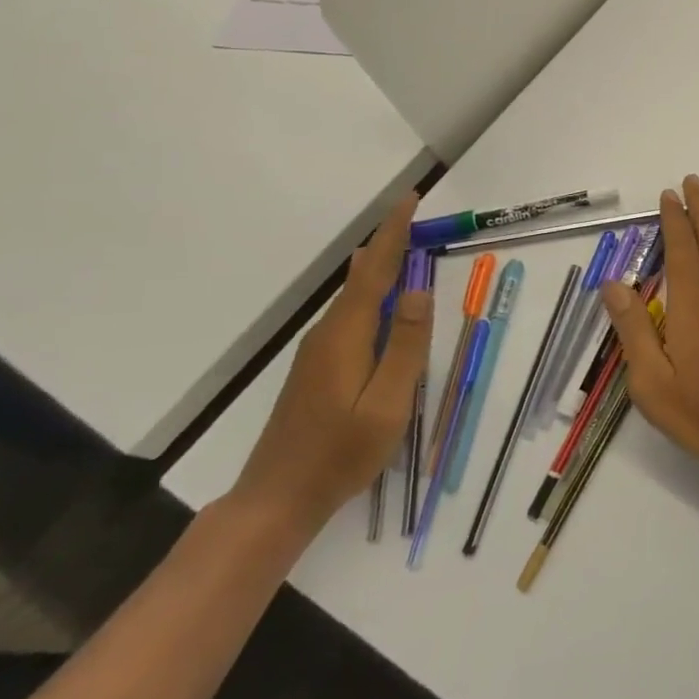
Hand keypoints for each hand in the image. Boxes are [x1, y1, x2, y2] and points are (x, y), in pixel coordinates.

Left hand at [231, 194, 432, 536]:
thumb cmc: (341, 452)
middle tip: (414, 215)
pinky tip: (384, 300)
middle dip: (388, 242)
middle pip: (362, 277)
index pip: (375, 271)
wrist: (277, 499)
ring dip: (380, 267)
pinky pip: (352, 316)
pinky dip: (373, 294)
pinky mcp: (318, 369)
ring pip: (355, 297)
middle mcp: (329, 334)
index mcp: (347, 336)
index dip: (393, 233)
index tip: (409, 199)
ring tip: (404, 245)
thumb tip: (420, 290)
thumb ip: (407, 345)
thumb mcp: (388, 402)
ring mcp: (319, 352)